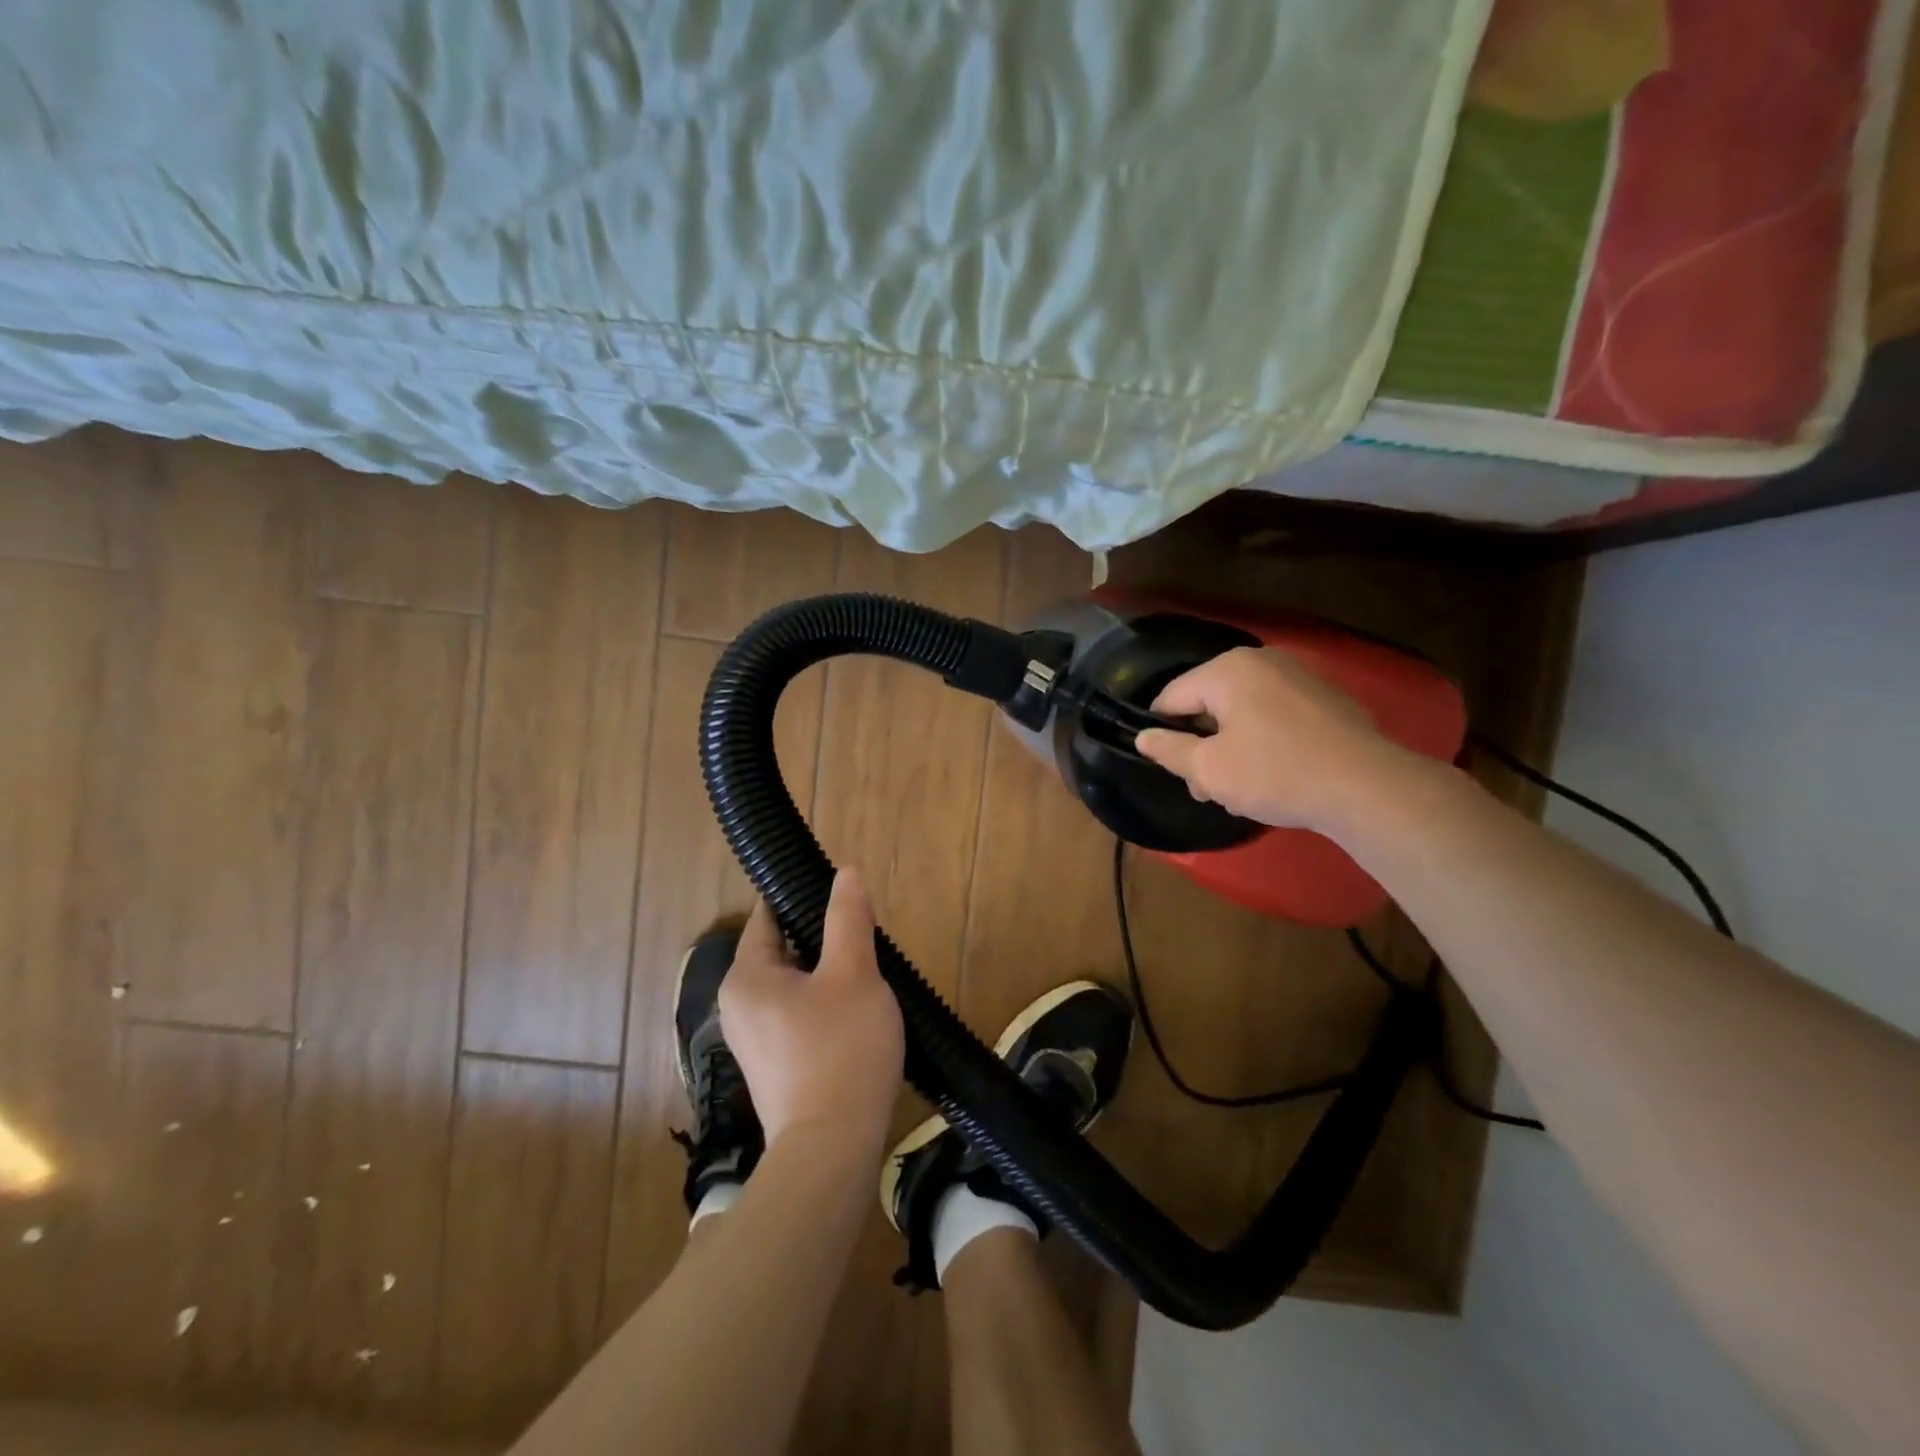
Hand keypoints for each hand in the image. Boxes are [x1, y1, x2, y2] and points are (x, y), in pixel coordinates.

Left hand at [719, 871, 904, 1157]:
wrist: (832, 1151)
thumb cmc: (842, 1050)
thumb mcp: (854, 973)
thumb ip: (847, 919)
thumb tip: (845, 873)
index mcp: (746, 976)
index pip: (768, 915)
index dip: (803, 897)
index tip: (841, 894)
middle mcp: (738, 1004)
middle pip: (782, 949)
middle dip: (822, 939)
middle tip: (865, 938)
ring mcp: (752, 1039)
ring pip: (793, 983)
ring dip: (827, 973)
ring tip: (867, 974)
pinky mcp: (772, 1065)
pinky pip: (796, 1015)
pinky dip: (823, 1004)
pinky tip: (856, 1014)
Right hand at [1134, 646, 1413, 833]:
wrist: (1366, 787)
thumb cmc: (1274, 773)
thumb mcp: (1209, 769)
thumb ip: (1169, 750)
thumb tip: (1143, 736)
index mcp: (1226, 670)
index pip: (1171, 697)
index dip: (1162, 733)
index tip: (1173, 769)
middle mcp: (1261, 661)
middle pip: (1208, 703)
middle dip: (1201, 746)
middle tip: (1207, 789)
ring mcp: (1297, 676)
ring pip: (1242, 711)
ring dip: (1231, 747)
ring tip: (1240, 790)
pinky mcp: (1325, 698)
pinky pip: (1275, 715)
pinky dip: (1264, 740)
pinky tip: (1276, 774)